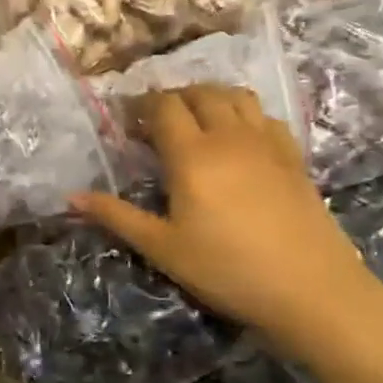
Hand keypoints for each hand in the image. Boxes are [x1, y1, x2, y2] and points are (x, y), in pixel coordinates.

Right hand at [72, 86, 382, 352]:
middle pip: (199, 93)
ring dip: (209, 97)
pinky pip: (264, 116)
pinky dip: (243, 113)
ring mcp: (267, 143)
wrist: (311, 289)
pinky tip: (236, 137)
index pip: (162, 108)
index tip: (122, 120)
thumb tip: (71, 197)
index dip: (139, 106)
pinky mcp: (293, 157)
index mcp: (192, 156)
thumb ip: (116, 216)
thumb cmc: (226, 269)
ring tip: (193, 119)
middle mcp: (230, 137)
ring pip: (236, 96)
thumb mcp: (162, 248)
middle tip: (152, 122)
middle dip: (171, 98)